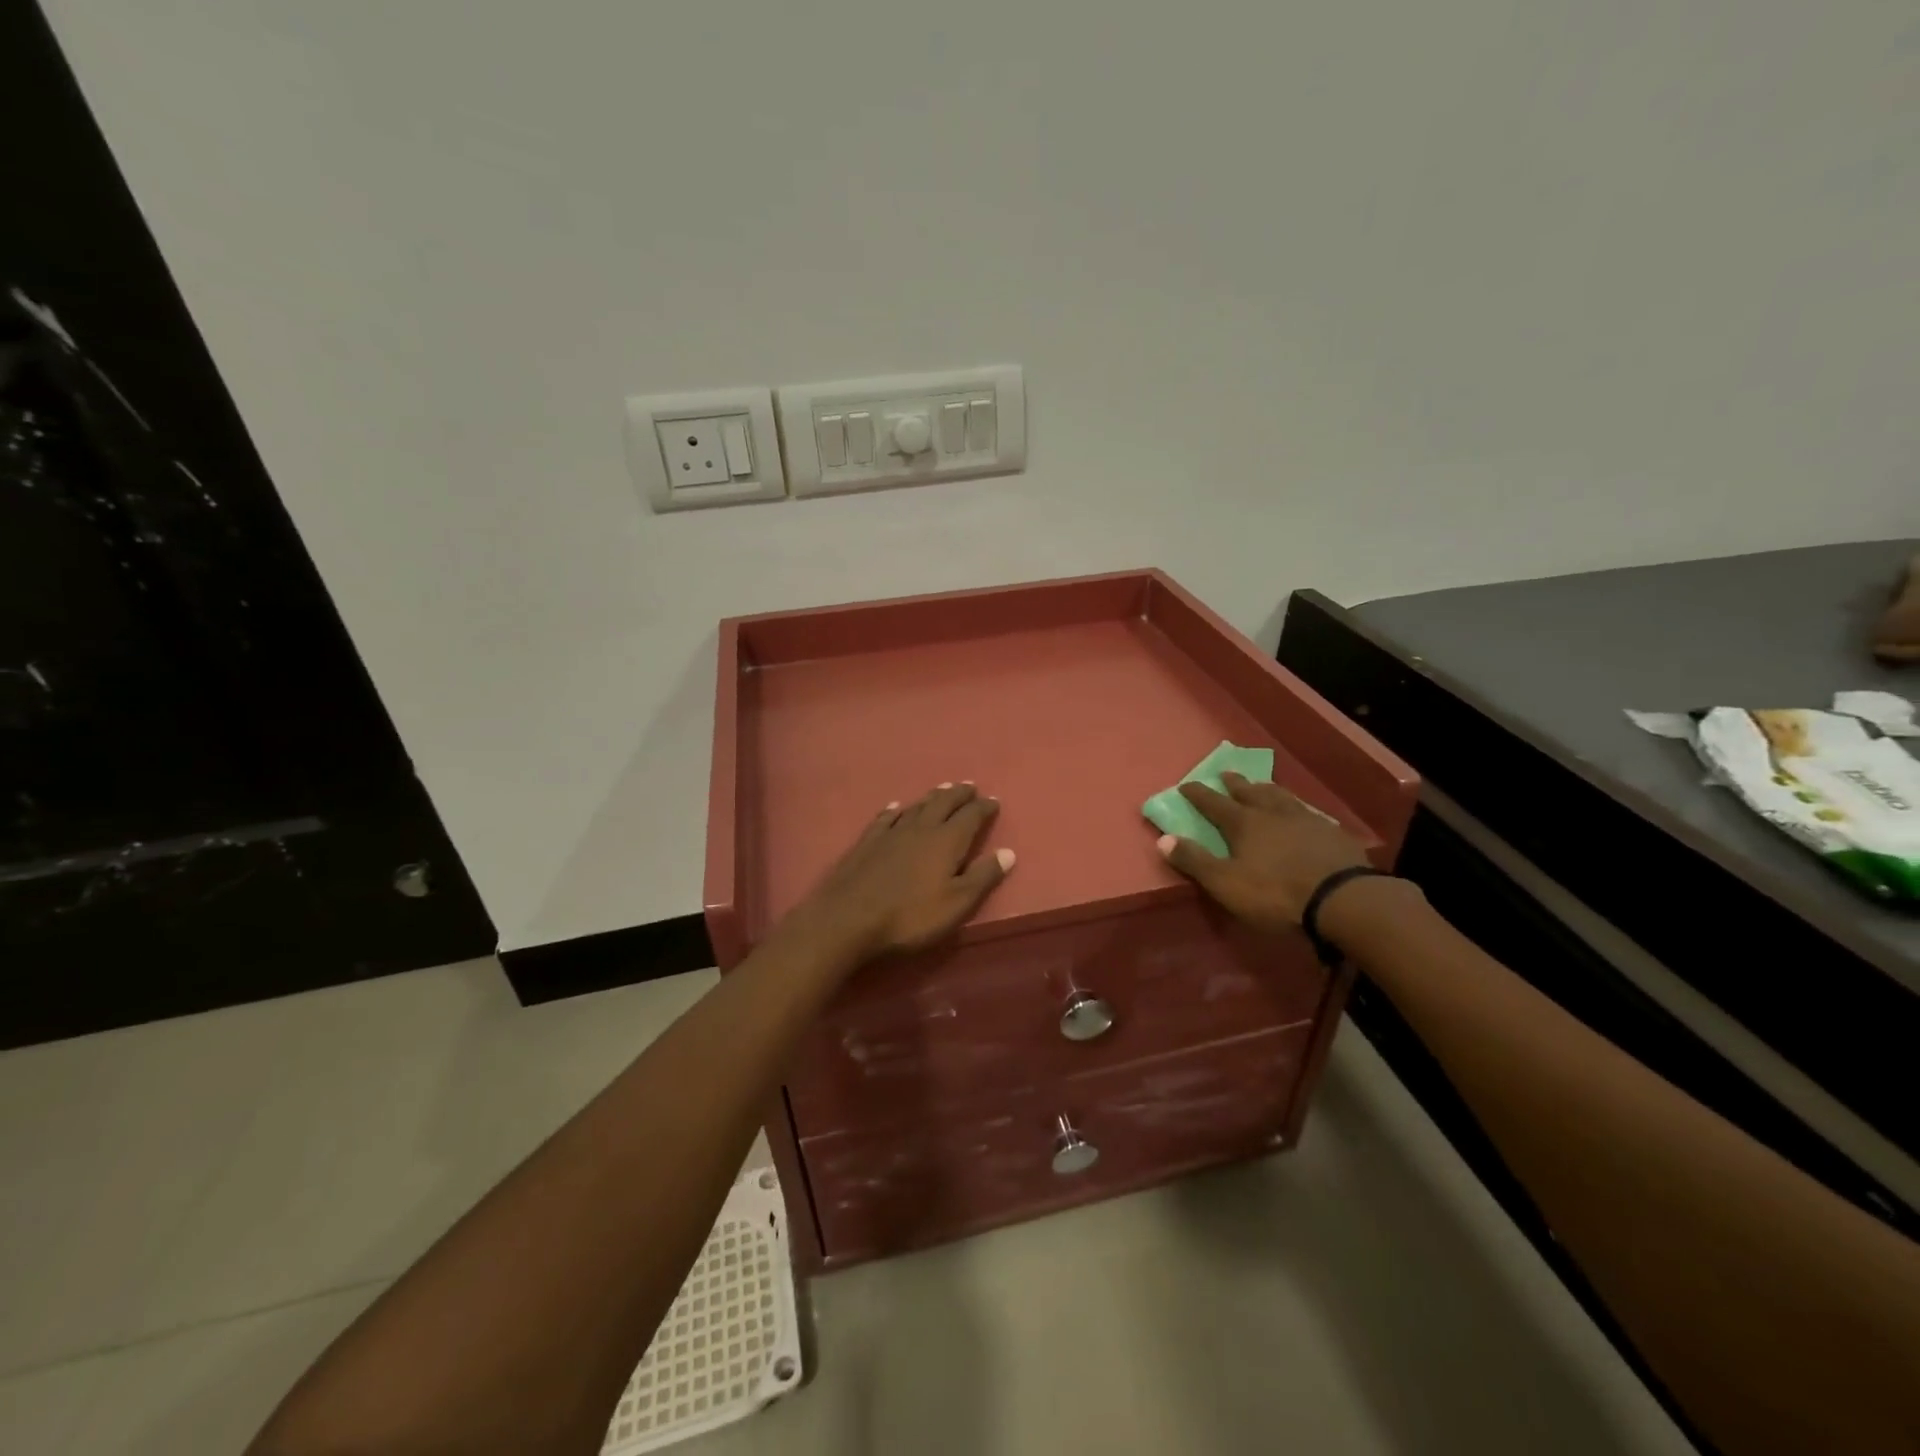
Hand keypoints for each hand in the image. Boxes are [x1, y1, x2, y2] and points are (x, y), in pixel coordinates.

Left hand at [789, 782, 1014, 963]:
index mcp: (947, 841)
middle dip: (959, 794)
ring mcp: (891, 833)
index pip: (971, 816)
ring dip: (932, 797)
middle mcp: (921, 828)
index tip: (994, 802)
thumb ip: (982, 877)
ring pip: (917, 806)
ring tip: (942, 788)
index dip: (984, 808)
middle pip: (943, 803)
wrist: (848, 919)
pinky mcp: (867, 842)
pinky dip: (895, 810)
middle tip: (969, 786)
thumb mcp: (956, 904)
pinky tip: (896, 807)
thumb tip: (1008, 852)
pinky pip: (886, 818)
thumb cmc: (910, 916)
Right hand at [1157, 772, 1369, 934]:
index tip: (1185, 784)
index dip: (1198, 794)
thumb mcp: (1225, 883)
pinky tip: (1302, 812)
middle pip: (1250, 792)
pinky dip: (1297, 807)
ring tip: (1262, 784)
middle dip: (1234, 783)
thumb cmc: (1276, 893)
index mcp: (1243, 824)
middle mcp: (1272, 813)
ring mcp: (1306, 819)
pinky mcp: (1332, 833)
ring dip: (1267, 789)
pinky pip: (1308, 812)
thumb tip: (1163, 839)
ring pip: (1281, 797)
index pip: (1213, 803)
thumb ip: (1194, 861)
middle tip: (1225, 773)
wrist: (1343, 899)